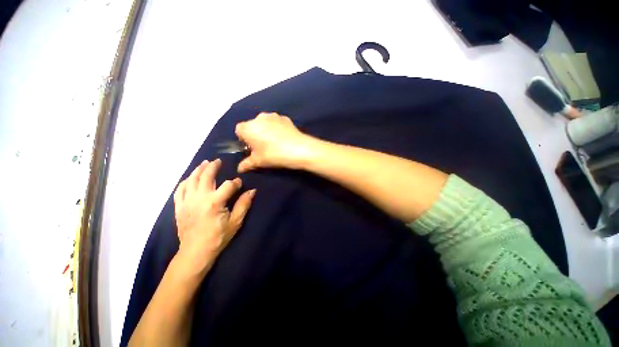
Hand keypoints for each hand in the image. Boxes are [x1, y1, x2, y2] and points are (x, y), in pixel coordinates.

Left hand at [173, 159, 255, 275]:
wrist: (195, 252)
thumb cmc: (218, 237)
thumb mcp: (235, 222)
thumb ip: (243, 204)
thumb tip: (252, 191)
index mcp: (215, 202)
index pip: (228, 185)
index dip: (235, 182)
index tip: (239, 183)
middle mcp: (199, 198)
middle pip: (206, 177)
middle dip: (213, 167)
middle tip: (218, 161)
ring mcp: (187, 202)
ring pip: (191, 180)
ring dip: (198, 170)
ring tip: (204, 163)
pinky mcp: (179, 207)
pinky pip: (179, 190)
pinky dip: (185, 182)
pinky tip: (190, 178)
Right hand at [235, 112, 315, 171]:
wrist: (299, 149)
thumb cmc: (274, 154)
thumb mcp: (259, 161)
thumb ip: (247, 164)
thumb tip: (240, 168)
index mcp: (249, 127)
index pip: (239, 130)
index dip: (243, 139)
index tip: (251, 148)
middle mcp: (259, 118)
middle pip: (252, 125)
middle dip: (255, 134)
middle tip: (263, 147)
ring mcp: (274, 116)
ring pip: (265, 123)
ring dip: (266, 130)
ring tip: (275, 143)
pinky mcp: (285, 118)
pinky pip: (276, 123)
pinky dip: (277, 128)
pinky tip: (283, 139)